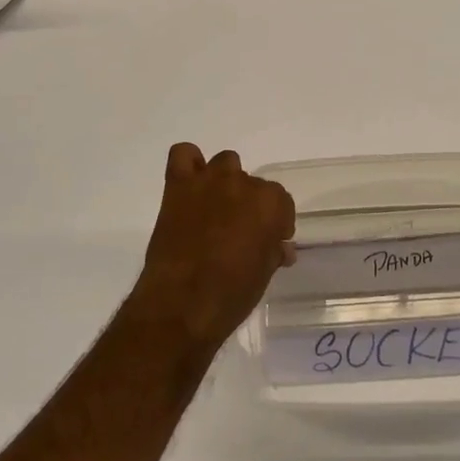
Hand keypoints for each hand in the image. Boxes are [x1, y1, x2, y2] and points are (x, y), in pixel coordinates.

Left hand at [126, 144, 295, 354]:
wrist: (182, 305)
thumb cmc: (232, 294)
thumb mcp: (264, 274)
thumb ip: (273, 251)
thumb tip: (281, 248)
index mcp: (271, 203)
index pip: (281, 202)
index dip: (277, 222)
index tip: (270, 240)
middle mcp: (243, 183)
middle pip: (253, 184)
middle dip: (249, 206)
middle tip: (239, 232)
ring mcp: (209, 181)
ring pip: (225, 164)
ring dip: (224, 182)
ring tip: (216, 210)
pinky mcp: (178, 186)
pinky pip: (183, 155)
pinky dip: (189, 164)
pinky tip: (190, 187)